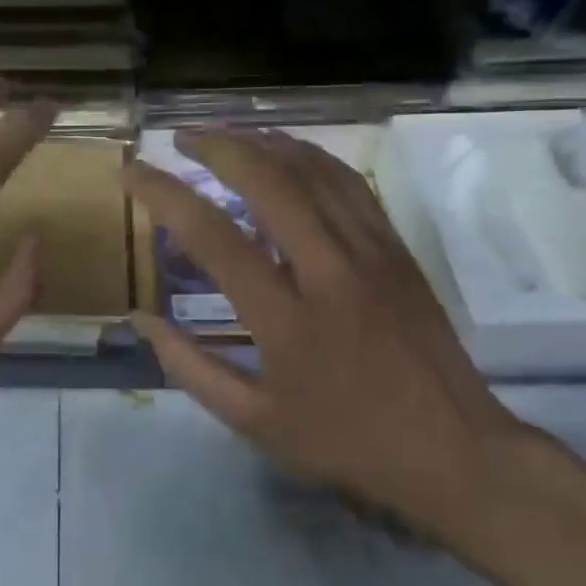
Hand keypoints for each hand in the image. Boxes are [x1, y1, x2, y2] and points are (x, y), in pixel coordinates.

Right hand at [124, 129, 539, 535]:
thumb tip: (140, 320)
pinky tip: (287, 154)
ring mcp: (372, 254)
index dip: (164, 195)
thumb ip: (189, 367)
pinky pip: (350, 185)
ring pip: (314, 172)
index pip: (213, 237)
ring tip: (225, 134)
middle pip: (269, 182)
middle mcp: (330, 271)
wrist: (454, 451)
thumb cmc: (345, 441)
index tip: (131, 173)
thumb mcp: (254, 421)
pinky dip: (310, 158)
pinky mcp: (397, 250)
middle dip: (217, 146)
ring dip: (263, 143)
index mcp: (286, 319)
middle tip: (180, 137)